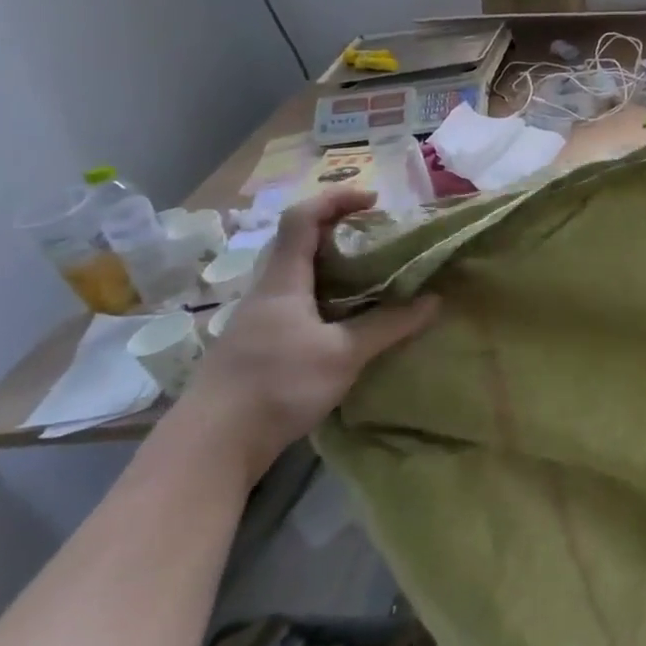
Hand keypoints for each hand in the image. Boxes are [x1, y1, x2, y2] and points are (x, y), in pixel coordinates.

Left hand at [179, 187, 438, 482]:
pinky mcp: (259, 347)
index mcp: (283, 280)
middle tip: (380, 239)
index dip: (336, 198)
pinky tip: (347, 321)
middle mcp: (267, 291)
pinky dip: (327, 297)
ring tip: (372, 277)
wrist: (210, 447)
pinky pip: (297, 304)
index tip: (375, 200)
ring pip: (299, 276)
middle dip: (341, 231)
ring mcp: (259, 320)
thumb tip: (434, 301)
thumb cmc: (276, 385)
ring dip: (334, 267)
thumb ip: (388, 326)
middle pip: (300, 242)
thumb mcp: (343, 354)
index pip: (302, 218)